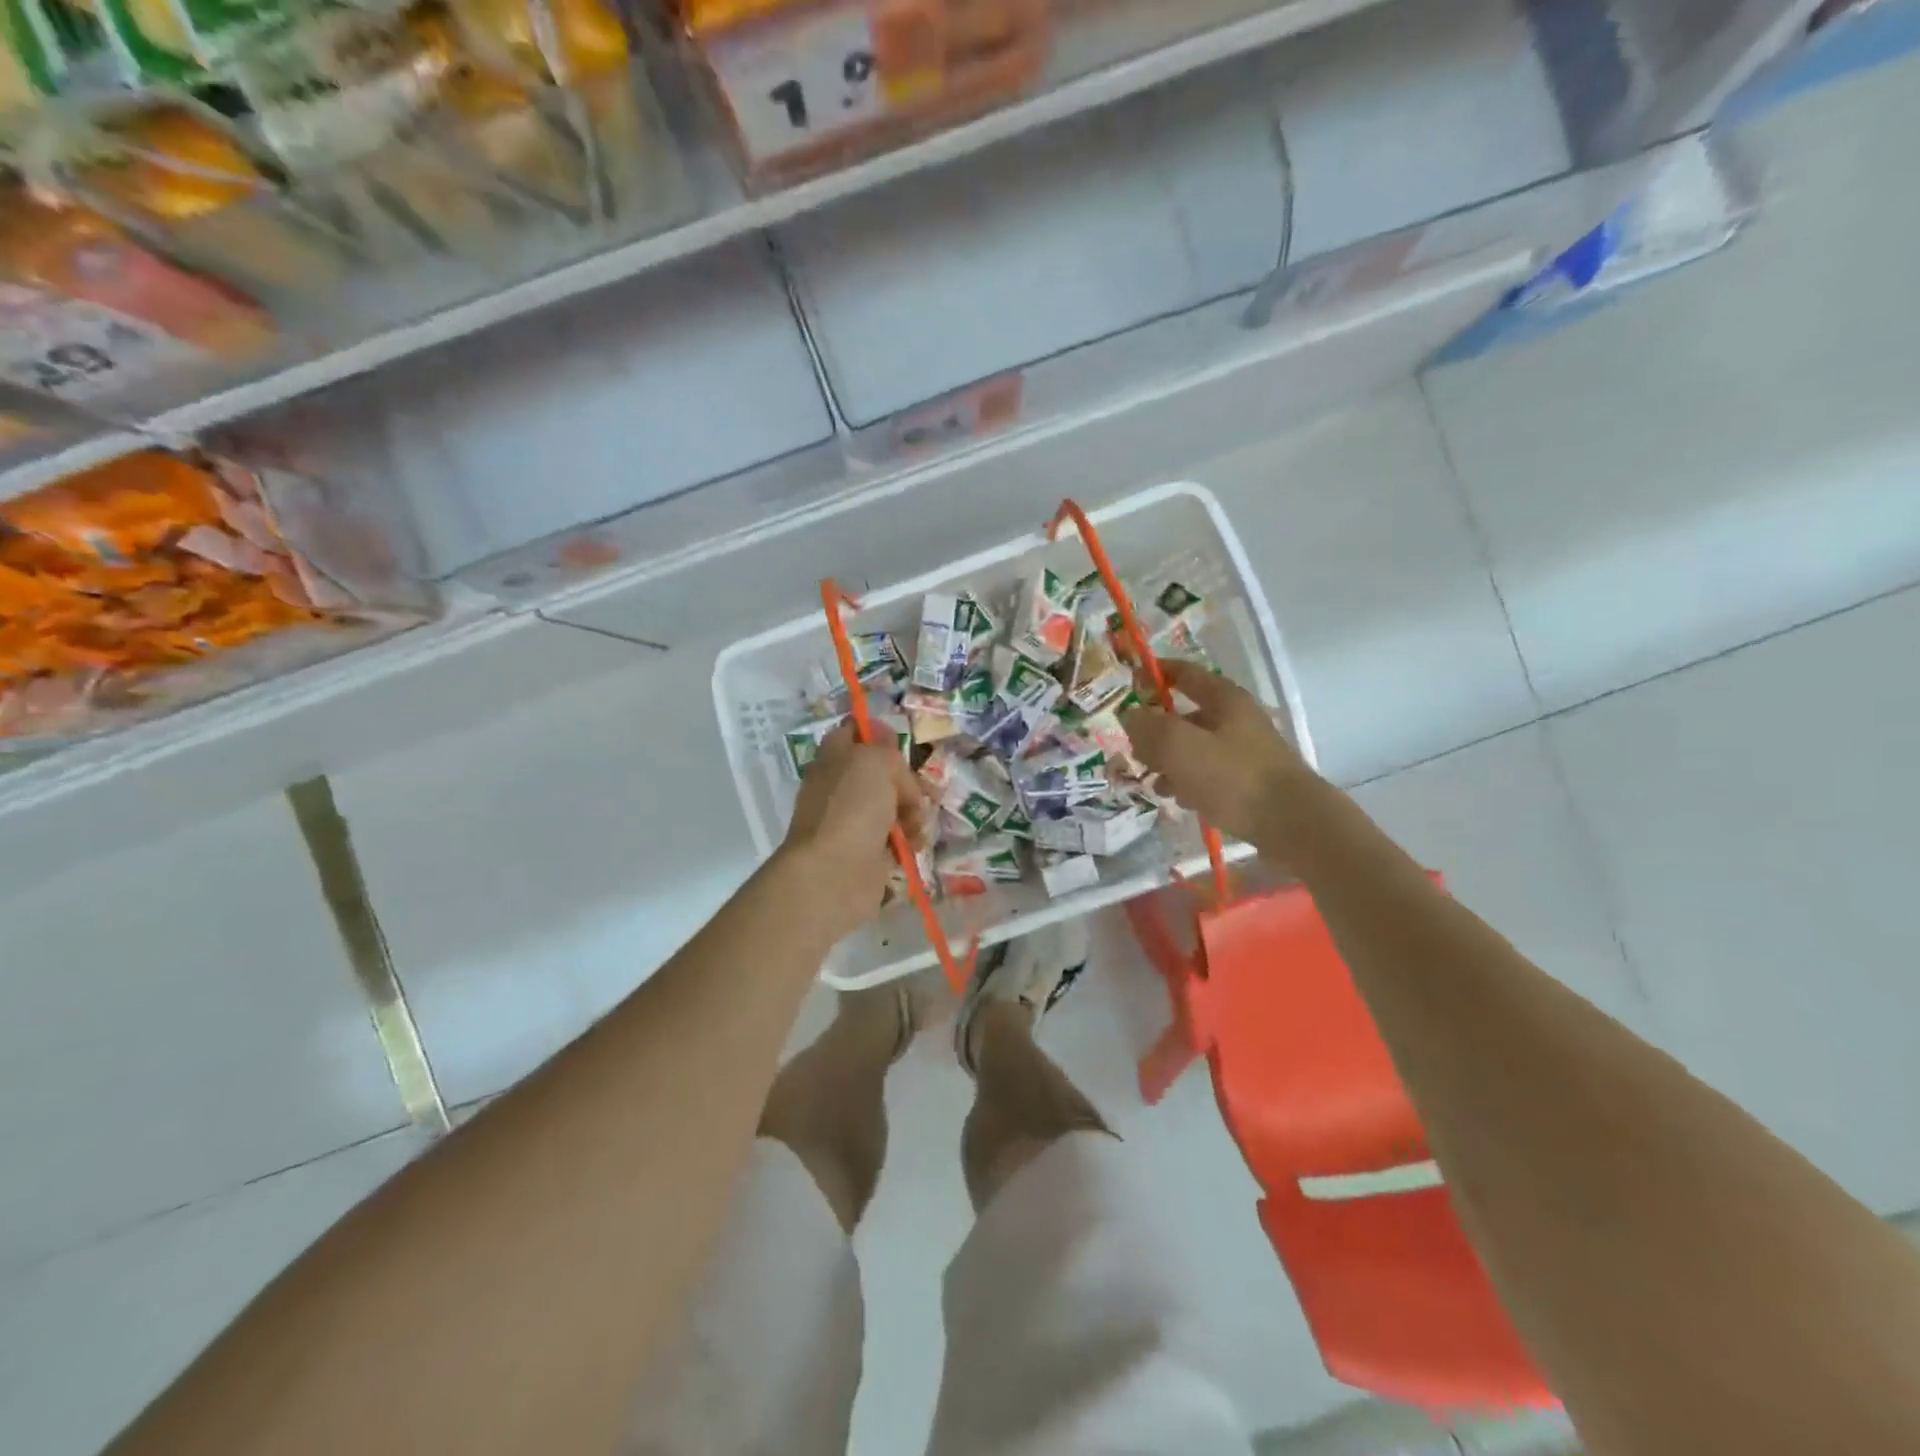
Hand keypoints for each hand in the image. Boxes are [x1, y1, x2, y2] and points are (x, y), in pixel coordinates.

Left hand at [779, 724, 929, 942]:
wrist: (835, 872)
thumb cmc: (852, 807)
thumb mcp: (873, 760)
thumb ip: (885, 747)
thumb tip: (887, 747)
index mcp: (834, 757)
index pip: (854, 732)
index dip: (877, 732)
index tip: (899, 742)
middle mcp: (842, 787)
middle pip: (883, 772)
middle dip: (907, 780)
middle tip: (918, 792)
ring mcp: (854, 821)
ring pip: (895, 805)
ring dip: (913, 812)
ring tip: (914, 824)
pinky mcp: (869, 852)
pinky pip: (898, 837)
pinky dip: (910, 839)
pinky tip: (914, 843)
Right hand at [1122, 660, 1321, 861]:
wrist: (1292, 824)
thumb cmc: (1232, 777)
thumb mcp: (1179, 746)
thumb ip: (1149, 726)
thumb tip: (1131, 715)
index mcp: (1224, 699)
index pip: (1185, 673)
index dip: (1156, 673)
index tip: (1130, 682)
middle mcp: (1236, 719)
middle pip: (1185, 715)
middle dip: (1155, 731)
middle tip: (1135, 751)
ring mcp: (1244, 751)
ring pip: (1194, 748)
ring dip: (1169, 762)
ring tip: (1154, 783)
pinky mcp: (1247, 782)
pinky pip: (1207, 774)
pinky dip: (1188, 782)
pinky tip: (1180, 799)